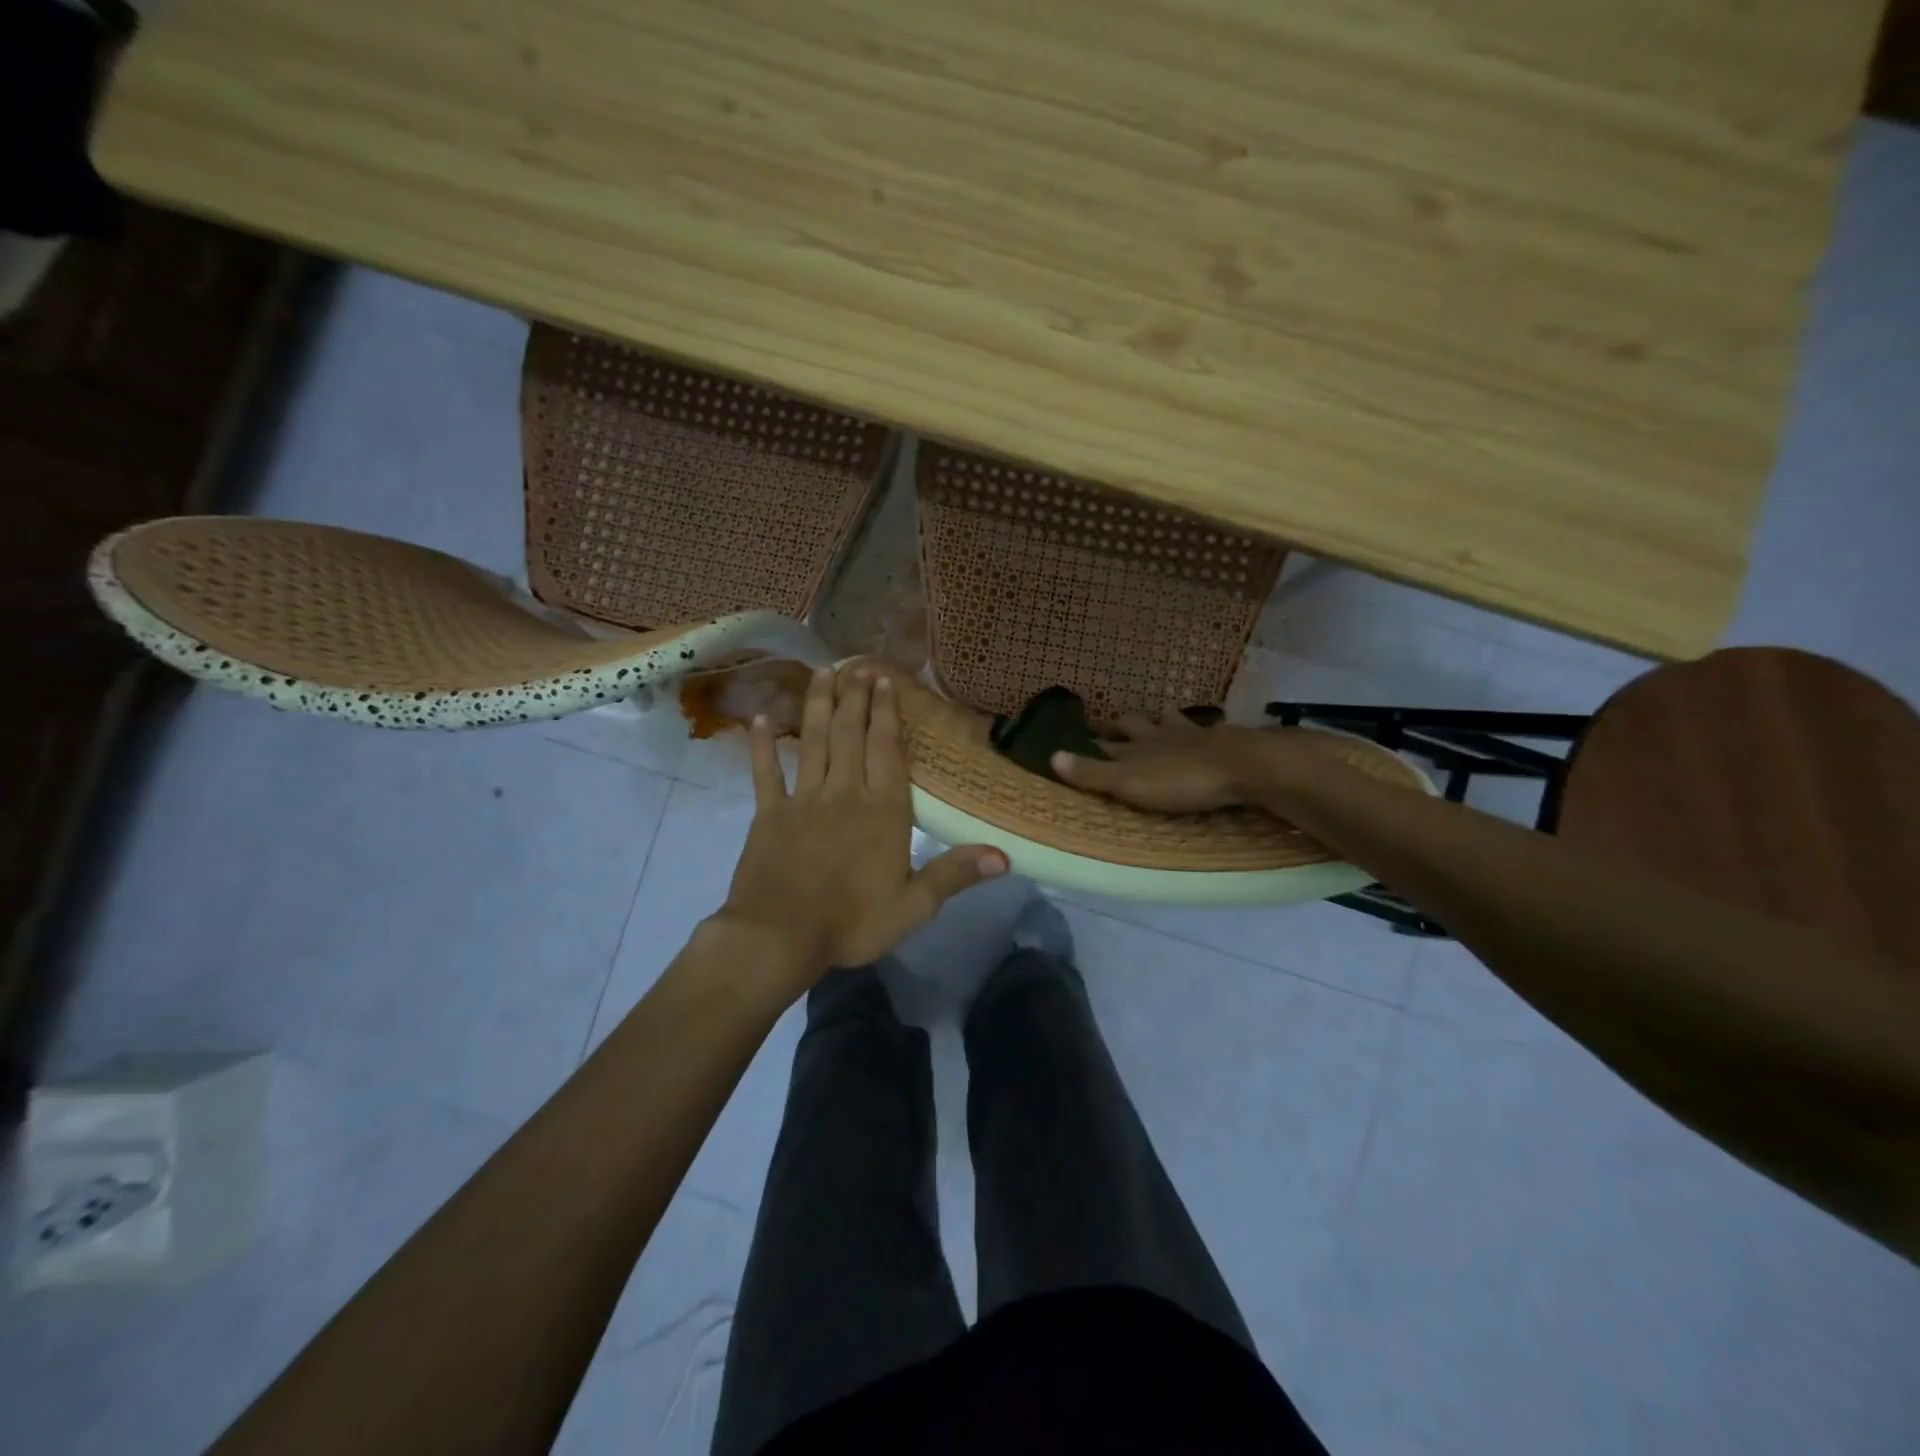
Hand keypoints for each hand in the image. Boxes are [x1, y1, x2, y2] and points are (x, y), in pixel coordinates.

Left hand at [717, 664, 1006, 989]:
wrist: (780, 937)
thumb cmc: (851, 923)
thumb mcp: (913, 906)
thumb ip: (955, 874)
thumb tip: (1005, 856)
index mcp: (882, 811)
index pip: (887, 750)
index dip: (887, 713)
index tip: (885, 681)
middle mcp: (844, 793)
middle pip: (850, 735)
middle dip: (856, 698)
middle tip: (858, 666)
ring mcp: (803, 800)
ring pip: (812, 742)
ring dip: (818, 705)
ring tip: (823, 673)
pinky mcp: (769, 814)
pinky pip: (765, 773)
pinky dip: (762, 745)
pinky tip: (760, 719)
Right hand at [1050, 713, 1281, 812]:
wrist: (1242, 766)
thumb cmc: (1180, 780)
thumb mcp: (1129, 782)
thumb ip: (1092, 773)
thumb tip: (1051, 755)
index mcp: (1135, 749)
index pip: (1105, 744)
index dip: (1090, 740)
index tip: (1078, 734)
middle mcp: (1160, 736)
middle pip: (1136, 724)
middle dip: (1122, 723)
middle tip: (1113, 721)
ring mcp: (1193, 735)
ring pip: (1170, 721)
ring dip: (1161, 721)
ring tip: (1158, 719)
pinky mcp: (1224, 741)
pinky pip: (1207, 731)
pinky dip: (1201, 731)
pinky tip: (1207, 732)